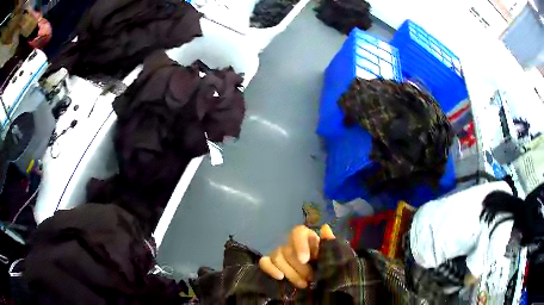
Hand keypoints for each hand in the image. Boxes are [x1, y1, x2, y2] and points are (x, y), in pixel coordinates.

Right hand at [259, 224, 334, 287]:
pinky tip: (280, 277)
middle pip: (287, 250)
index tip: (305, 259)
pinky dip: (270, 269)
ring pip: (277, 257)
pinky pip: (264, 262)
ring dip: (290, 273)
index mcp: (307, 237)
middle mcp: (290, 242)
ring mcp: (278, 252)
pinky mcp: (270, 263)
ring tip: (303, 284)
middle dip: (300, 267)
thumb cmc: (328, 266)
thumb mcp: (333, 256)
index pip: (298, 232)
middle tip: (311, 279)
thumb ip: (330, 244)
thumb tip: (325, 228)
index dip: (300, 245)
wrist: (321, 281)